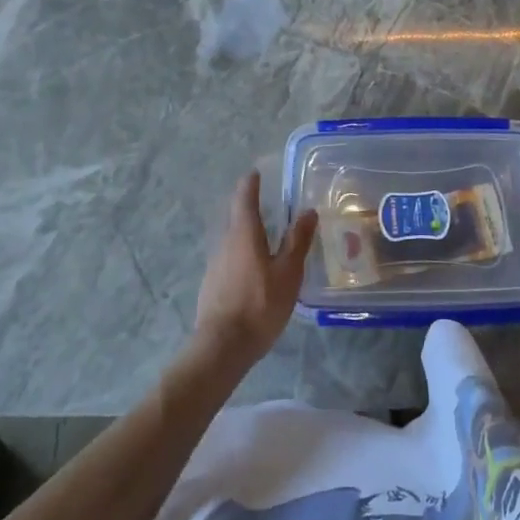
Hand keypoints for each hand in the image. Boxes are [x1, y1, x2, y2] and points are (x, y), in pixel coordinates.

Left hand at [192, 173, 316, 369]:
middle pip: (236, 217)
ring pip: (232, 240)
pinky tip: (254, 270)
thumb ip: (297, 241)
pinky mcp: (212, 285)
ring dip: (247, 234)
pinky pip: (229, 259)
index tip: (256, 173)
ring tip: (266, 237)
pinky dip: (242, 255)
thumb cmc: (260, 304)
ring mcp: (215, 264)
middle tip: (267, 202)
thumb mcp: (287, 272)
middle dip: (249, 207)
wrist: (222, 346)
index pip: (245, 198)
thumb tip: (307, 211)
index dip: (251, 184)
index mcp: (243, 234)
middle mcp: (225, 242)